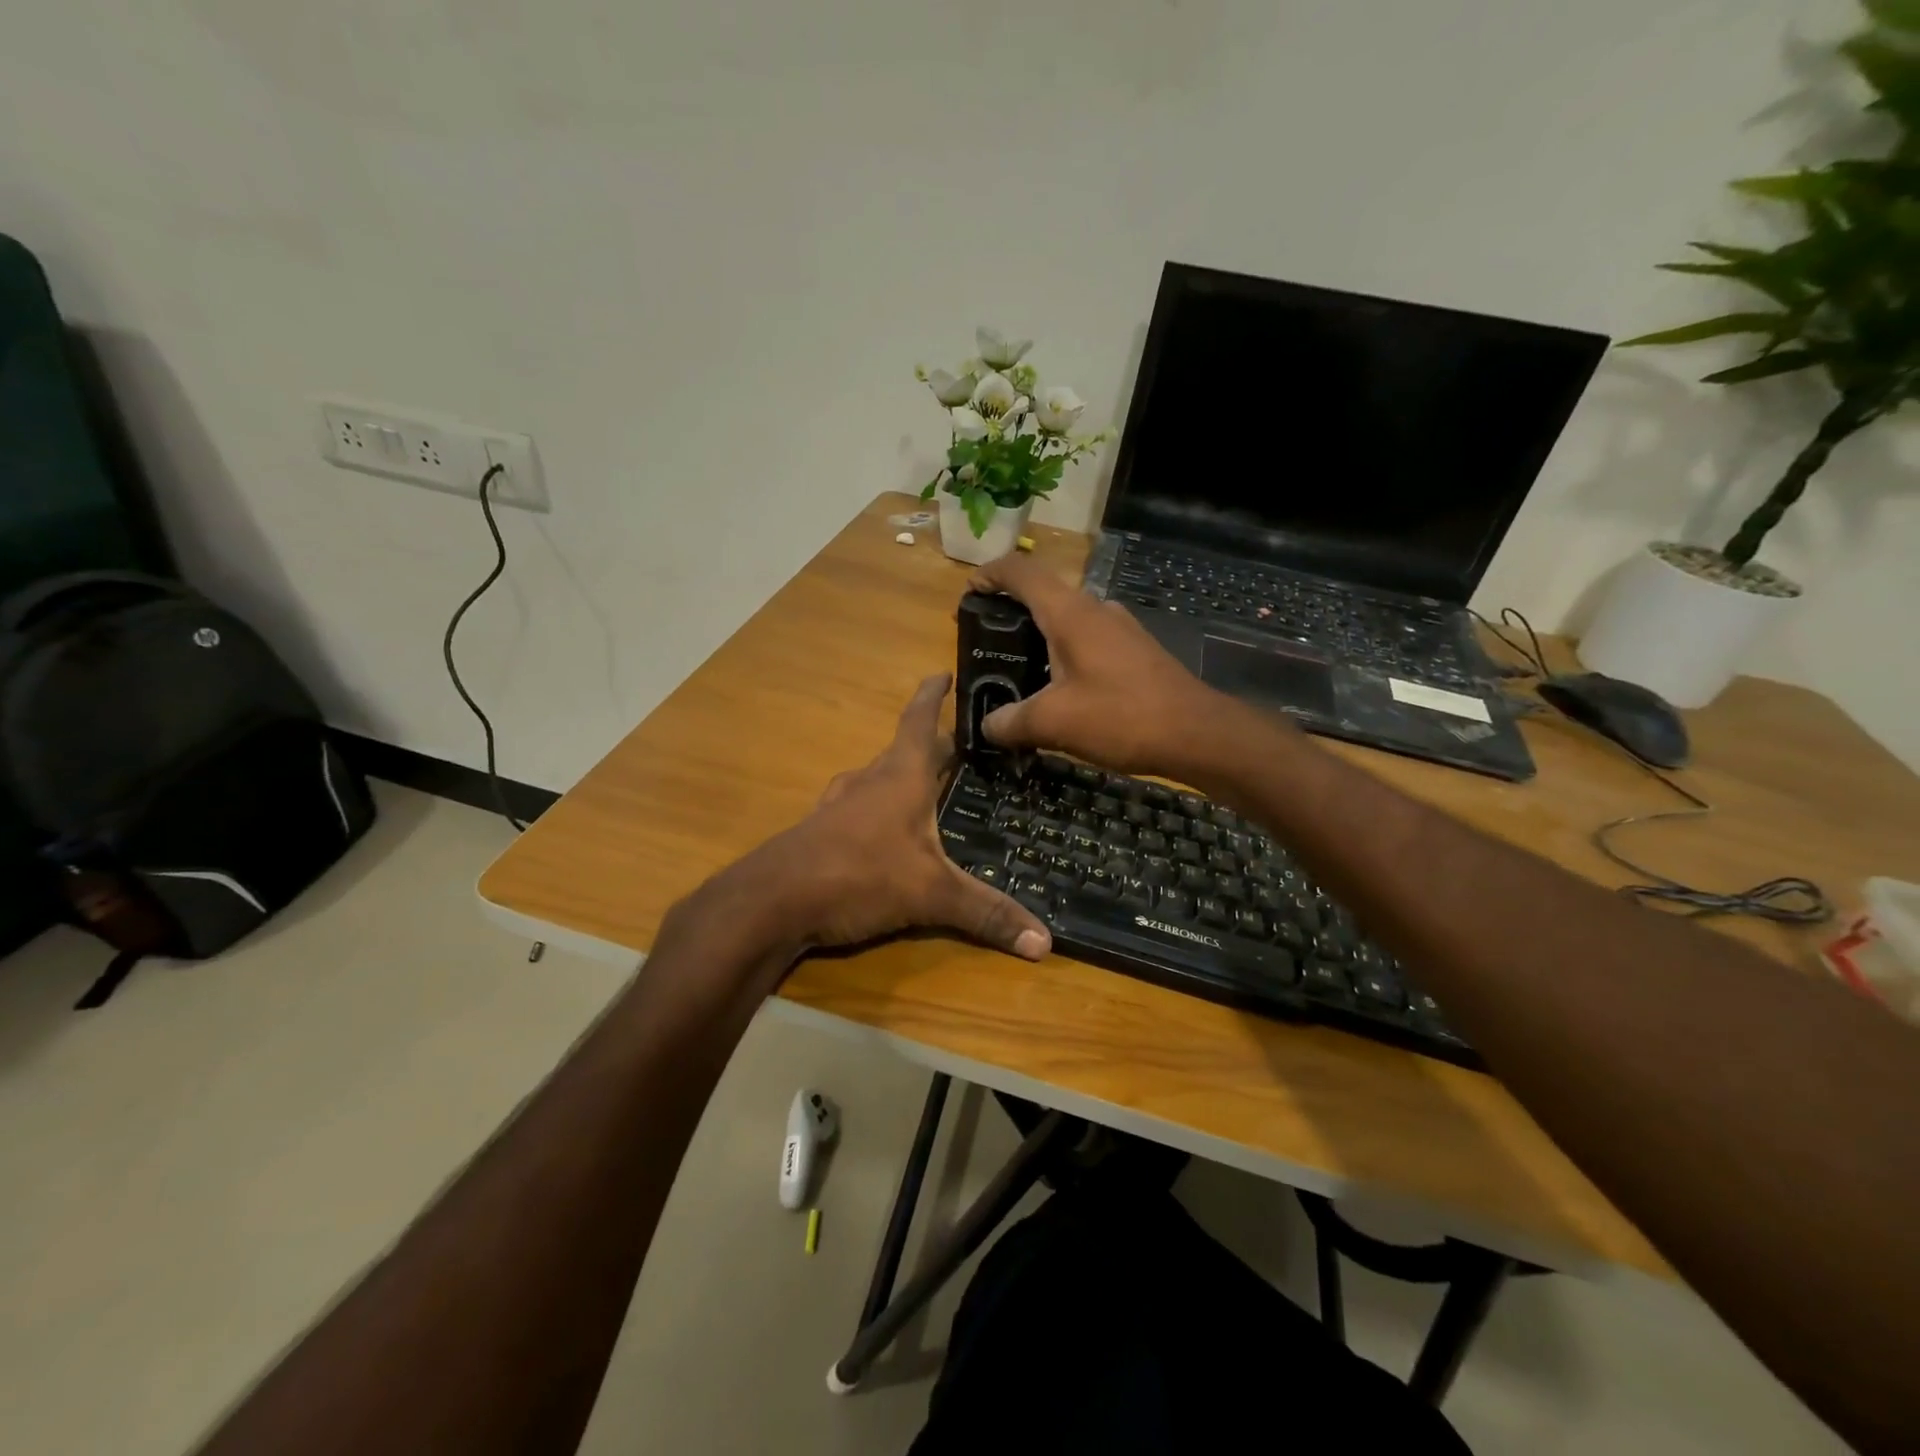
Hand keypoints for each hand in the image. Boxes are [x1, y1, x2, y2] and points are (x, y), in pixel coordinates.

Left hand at [751, 674, 1051, 958]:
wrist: (771, 901)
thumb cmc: (858, 874)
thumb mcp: (930, 894)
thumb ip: (986, 913)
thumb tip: (1045, 943)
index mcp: (900, 776)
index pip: (920, 720)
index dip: (933, 695)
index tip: (944, 673)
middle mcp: (869, 781)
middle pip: (905, 751)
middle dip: (932, 746)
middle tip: (961, 749)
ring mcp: (839, 806)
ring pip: (878, 780)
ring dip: (902, 778)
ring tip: (926, 790)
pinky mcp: (821, 833)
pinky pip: (858, 810)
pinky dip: (879, 811)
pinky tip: (885, 835)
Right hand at [967, 554, 1244, 778]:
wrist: (1197, 733)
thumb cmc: (1121, 716)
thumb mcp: (1053, 723)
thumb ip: (1011, 722)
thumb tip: (989, 726)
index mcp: (1070, 613)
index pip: (1021, 571)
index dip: (990, 573)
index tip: (969, 592)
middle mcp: (1095, 610)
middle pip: (1043, 594)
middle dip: (1010, 611)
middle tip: (986, 643)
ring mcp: (1120, 628)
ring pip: (1068, 619)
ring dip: (1039, 636)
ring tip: (1019, 671)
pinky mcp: (1136, 650)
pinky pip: (1089, 640)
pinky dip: (1065, 653)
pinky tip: (1061, 690)